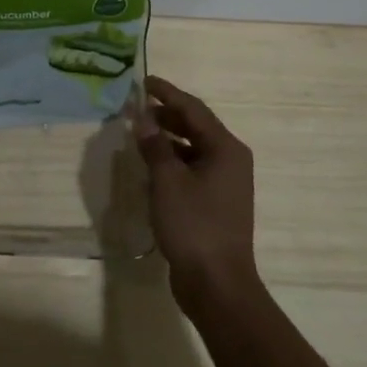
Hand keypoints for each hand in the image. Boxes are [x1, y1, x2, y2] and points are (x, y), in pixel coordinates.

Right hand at [132, 76, 259, 313]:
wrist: (217, 284)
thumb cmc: (194, 225)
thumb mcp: (168, 181)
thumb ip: (155, 146)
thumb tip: (143, 119)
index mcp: (226, 149)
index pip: (194, 109)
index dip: (167, 93)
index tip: (144, 82)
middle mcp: (230, 160)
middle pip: (196, 127)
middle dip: (166, 115)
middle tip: (136, 109)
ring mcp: (224, 183)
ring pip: (193, 149)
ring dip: (167, 139)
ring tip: (139, 135)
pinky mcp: (215, 203)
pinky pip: (192, 169)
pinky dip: (172, 162)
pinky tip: (150, 167)